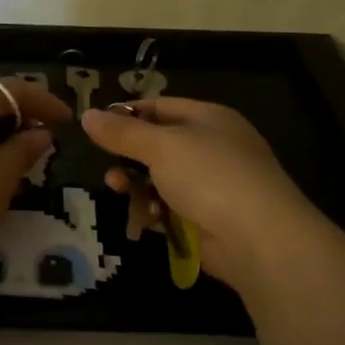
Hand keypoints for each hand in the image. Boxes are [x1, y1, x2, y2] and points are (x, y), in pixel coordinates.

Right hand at [80, 98, 325, 289]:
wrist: (258, 239)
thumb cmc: (210, 177)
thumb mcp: (161, 146)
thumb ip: (122, 132)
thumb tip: (87, 115)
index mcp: (208, 118)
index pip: (160, 106)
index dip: (127, 113)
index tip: (96, 127)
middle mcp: (212, 147)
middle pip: (158, 145)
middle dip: (128, 156)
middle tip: (107, 166)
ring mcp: (211, 185)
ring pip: (161, 179)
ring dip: (137, 185)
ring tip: (119, 190)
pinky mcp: (207, 218)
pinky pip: (170, 208)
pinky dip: (155, 211)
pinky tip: (145, 218)